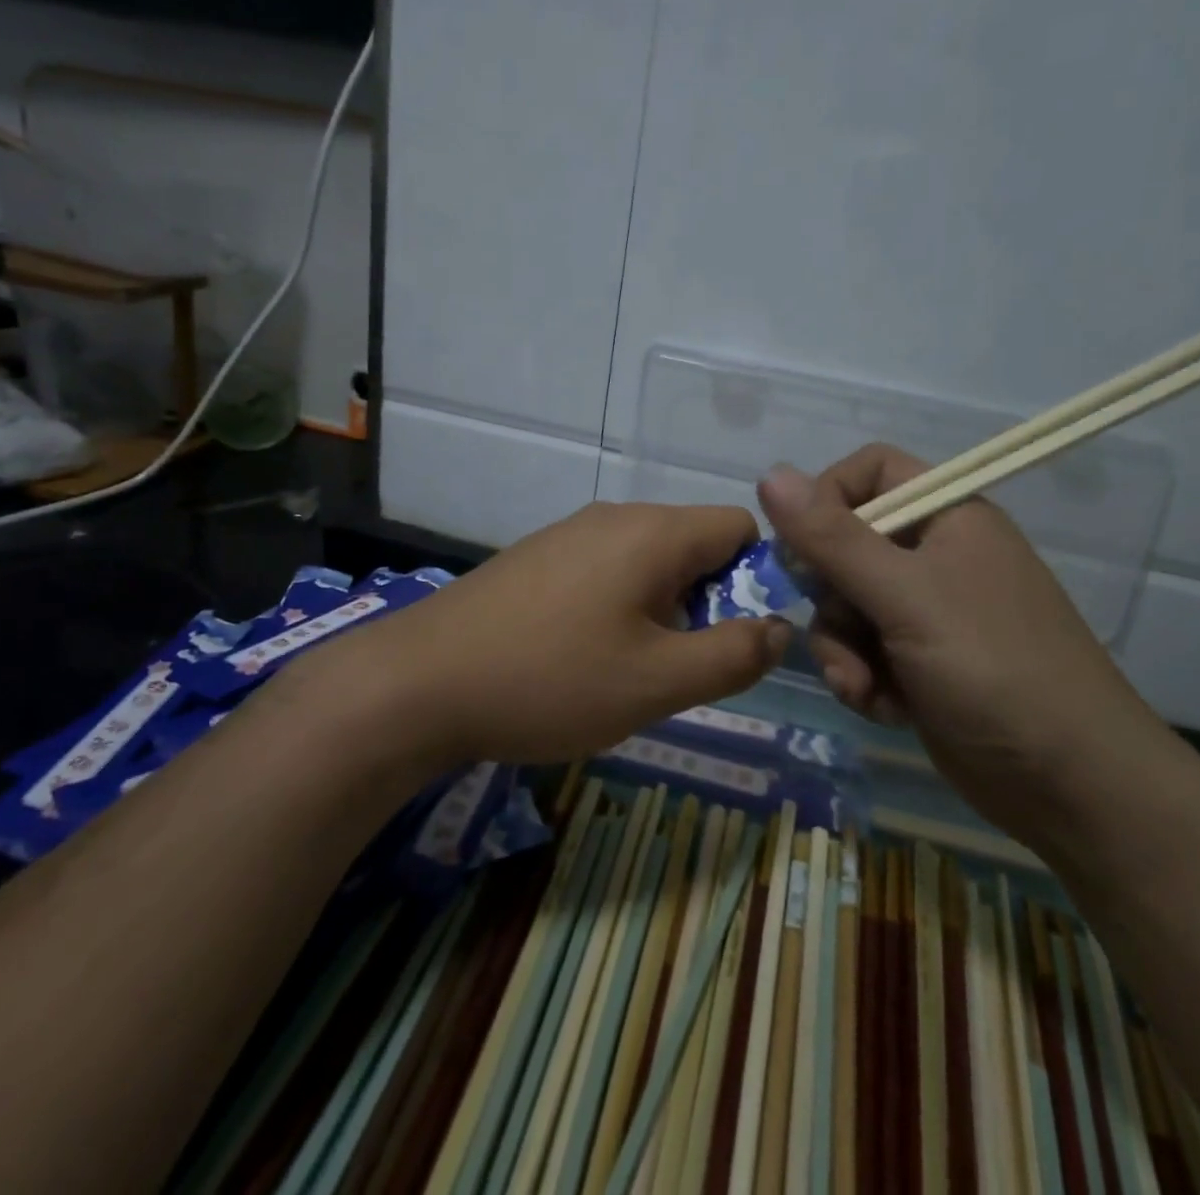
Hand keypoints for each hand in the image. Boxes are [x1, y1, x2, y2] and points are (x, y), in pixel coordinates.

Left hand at [302, 502, 790, 767]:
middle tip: (683, 666)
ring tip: (632, 670)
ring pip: (649, 561)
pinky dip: (619, 606)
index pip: (740, 526)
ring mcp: (569, 533)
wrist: (418, 682)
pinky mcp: (536, 557)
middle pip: (694, 544)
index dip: (757, 578)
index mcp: (654, 532)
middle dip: (708, 601)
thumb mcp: (657, 682)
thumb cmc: (550, 680)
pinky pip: (605, 570)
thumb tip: (780, 628)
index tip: (740, 636)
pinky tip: (583, 656)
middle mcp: (615, 517)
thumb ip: (733, 655)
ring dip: (662, 610)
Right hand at [757, 445, 1161, 833]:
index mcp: (947, 516)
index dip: (828, 498)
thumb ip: (832, 537)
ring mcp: (928, 611)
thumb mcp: (905, 596)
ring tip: (864, 686)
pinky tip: (885, 709)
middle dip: (831, 597)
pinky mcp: (920, 662)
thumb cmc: (994, 669)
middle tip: (844, 630)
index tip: (804, 545)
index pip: (869, 472)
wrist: (1073, 787)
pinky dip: (862, 678)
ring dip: (842, 649)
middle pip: (845, 545)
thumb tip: (769, 472)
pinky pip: (862, 650)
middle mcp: (935, 555)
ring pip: (845, 605)